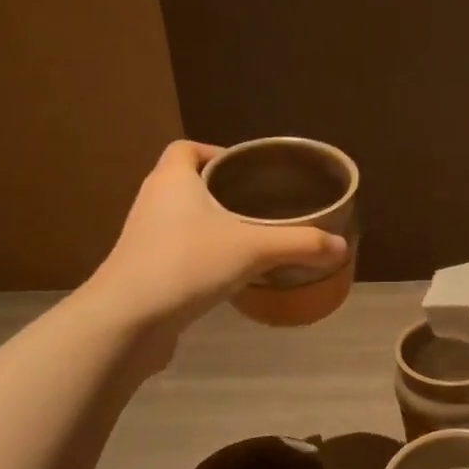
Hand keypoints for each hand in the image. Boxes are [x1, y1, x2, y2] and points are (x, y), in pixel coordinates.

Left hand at [78, 140, 346, 345]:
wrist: (127, 320)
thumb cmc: (186, 264)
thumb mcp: (254, 249)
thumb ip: (300, 244)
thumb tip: (341, 246)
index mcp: (172, 179)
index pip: (187, 148)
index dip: (216, 152)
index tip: (248, 171)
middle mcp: (153, 200)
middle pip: (188, 182)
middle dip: (222, 190)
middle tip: (261, 203)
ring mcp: (145, 236)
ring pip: (183, 217)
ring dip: (212, 222)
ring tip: (251, 235)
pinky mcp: (145, 268)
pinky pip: (178, 247)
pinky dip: (202, 251)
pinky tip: (229, 270)